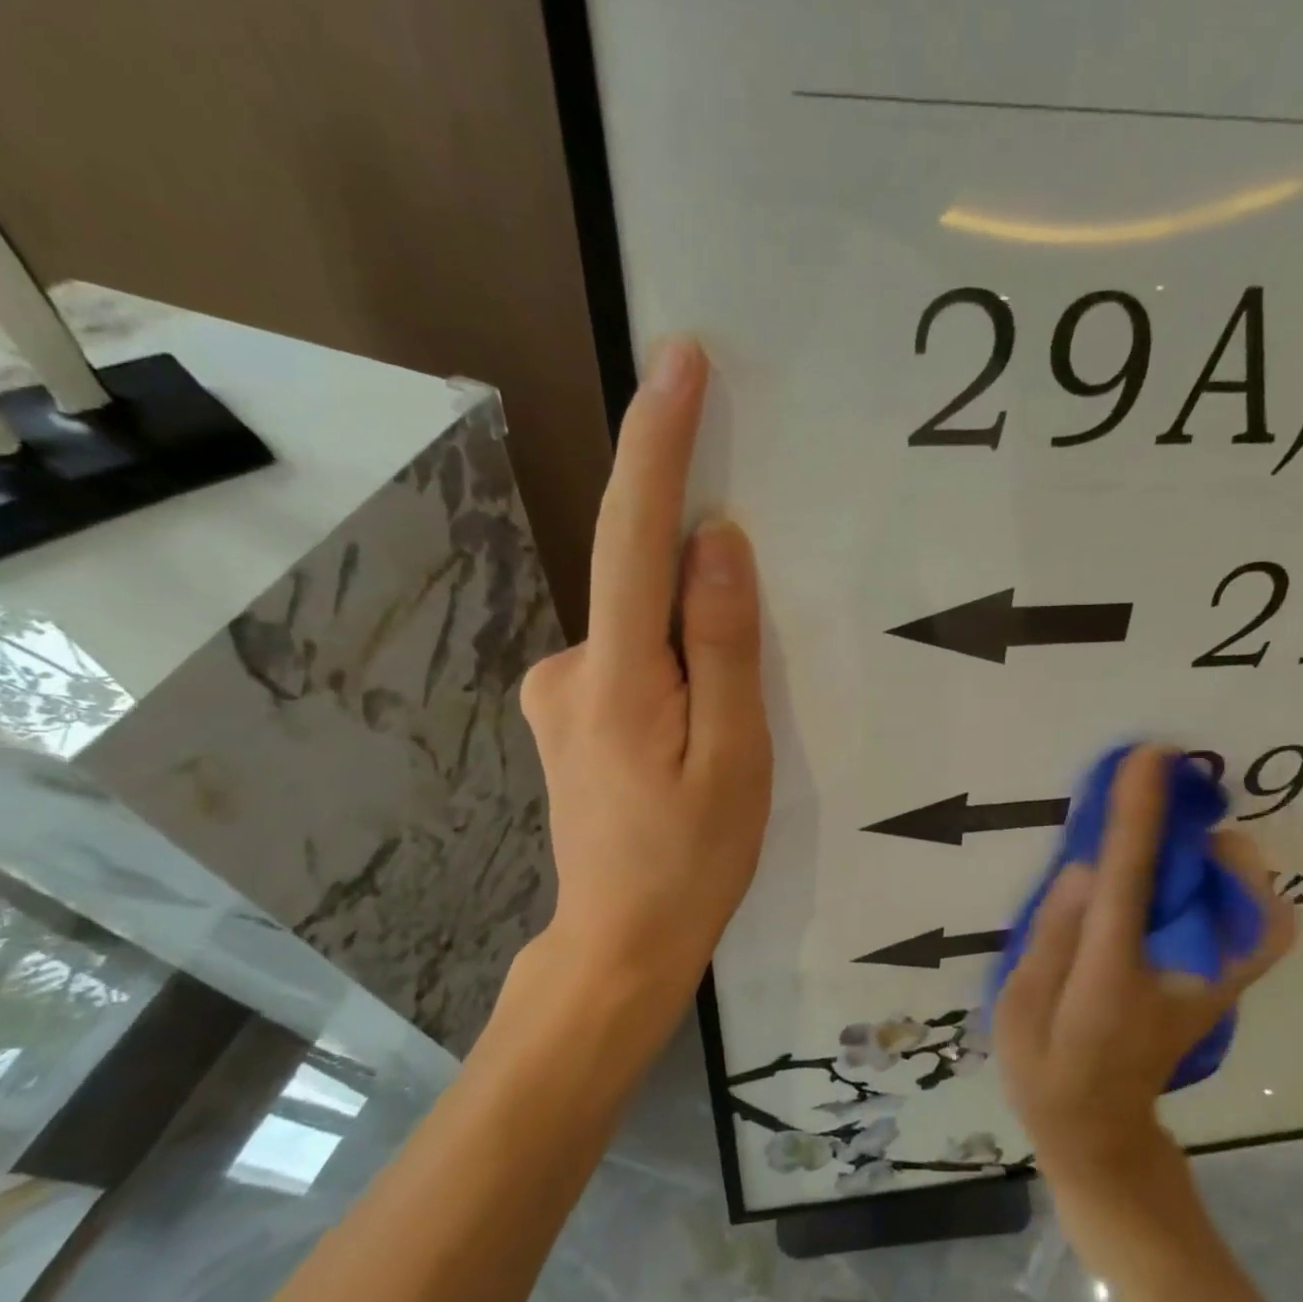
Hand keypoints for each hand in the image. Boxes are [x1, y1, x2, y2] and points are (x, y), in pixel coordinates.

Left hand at [507, 340, 771, 1018]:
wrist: (622, 940)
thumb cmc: (693, 859)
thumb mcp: (736, 758)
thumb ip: (723, 648)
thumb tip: (717, 543)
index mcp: (619, 679)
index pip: (634, 535)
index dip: (658, 443)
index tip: (679, 361)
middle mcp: (568, 668)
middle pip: (639, 578)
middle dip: (693, 559)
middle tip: (745, 635)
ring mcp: (557, 691)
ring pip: (640, 624)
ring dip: (689, 632)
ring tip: (723, 719)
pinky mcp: (566, 711)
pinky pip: (631, 654)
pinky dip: (670, 658)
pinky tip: (694, 723)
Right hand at [994, 746, 1297, 1185]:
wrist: (1103, 1133)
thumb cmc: (1047, 1070)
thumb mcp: (1018, 1008)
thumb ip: (1052, 935)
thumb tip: (1088, 870)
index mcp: (1111, 977)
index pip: (1130, 883)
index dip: (1139, 817)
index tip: (1147, 758)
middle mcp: (1177, 977)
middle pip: (1212, 888)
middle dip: (1195, 827)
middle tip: (1165, 788)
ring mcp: (1213, 987)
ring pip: (1253, 906)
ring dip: (1222, 856)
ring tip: (1177, 833)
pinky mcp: (1225, 990)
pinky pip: (1261, 932)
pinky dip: (1249, 892)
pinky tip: (1204, 874)